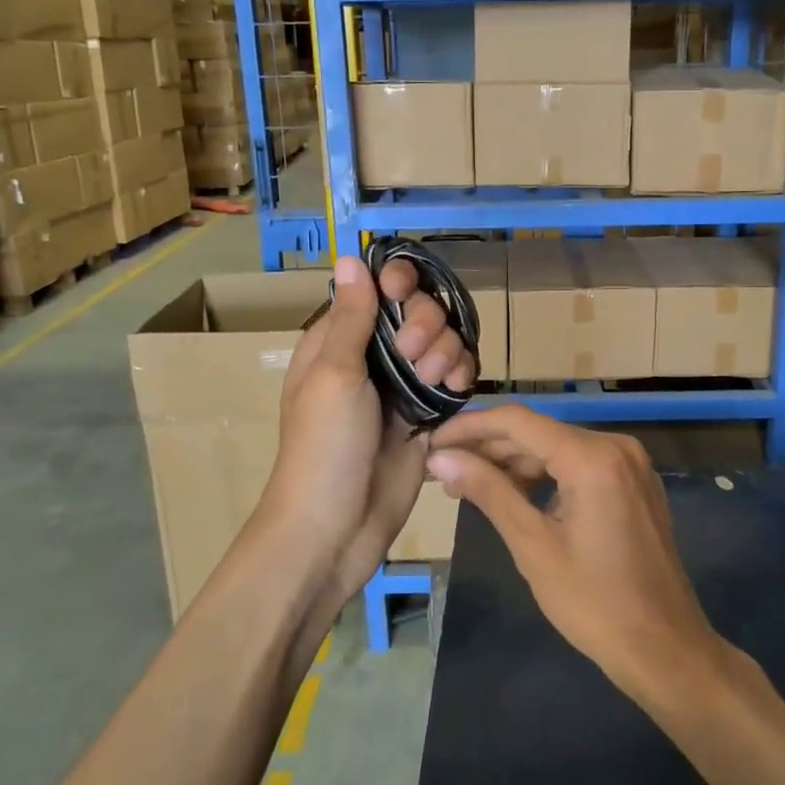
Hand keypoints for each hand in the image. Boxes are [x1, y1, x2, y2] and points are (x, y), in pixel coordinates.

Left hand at [261, 255, 475, 614]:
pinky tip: (456, 390)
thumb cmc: (324, 447)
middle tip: (414, 357)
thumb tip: (350, 257)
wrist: (336, 528)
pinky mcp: (427, 414)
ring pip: (444, 341)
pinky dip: (461, 376)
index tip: (403, 296)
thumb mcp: (334, 375)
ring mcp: (402, 385)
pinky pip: (455, 377)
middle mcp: (373, 355)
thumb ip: (352, 317)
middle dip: (427, 325)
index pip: (378, 288)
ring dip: (448, 351)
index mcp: (339, 339)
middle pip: (420, 310)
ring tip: (437, 381)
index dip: (398, 284)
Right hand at [426, 407, 721, 704]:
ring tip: (469, 485)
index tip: (432, 443)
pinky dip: (544, 475)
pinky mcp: (633, 482)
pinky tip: (513, 493)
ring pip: (557, 447)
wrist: (665, 648)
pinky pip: (579, 464)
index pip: (518, 422)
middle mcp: (615, 446)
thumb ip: (488, 491)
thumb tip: (441, 458)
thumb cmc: (594, 603)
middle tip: (442, 470)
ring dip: (513, 463)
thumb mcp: (533, 545)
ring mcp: (629, 463)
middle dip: (488, 448)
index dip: (470, 427)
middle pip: (538, 432)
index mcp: (592, 457)